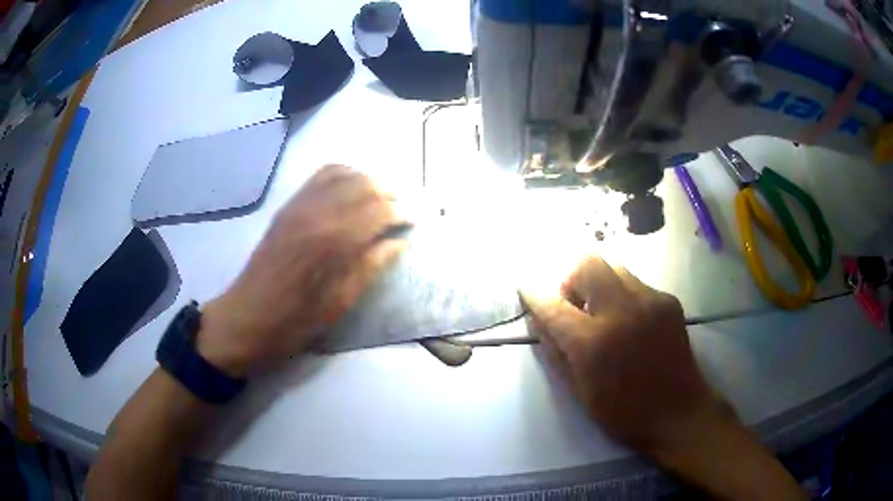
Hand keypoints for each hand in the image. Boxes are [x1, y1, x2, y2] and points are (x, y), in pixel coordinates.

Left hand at [198, 165, 406, 376]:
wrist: (246, 318)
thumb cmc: (295, 322)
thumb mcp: (340, 302)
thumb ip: (371, 265)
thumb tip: (399, 242)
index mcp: (333, 240)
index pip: (380, 209)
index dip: (404, 211)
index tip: (420, 218)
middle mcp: (317, 211)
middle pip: (365, 184)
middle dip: (393, 191)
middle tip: (407, 207)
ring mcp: (299, 204)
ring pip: (344, 173)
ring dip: (370, 180)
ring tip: (385, 197)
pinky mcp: (288, 206)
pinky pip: (320, 176)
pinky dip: (344, 175)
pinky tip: (353, 190)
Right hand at [520, 256, 729, 454]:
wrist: (679, 412)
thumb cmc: (624, 413)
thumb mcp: (579, 392)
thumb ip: (556, 352)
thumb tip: (540, 321)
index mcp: (594, 343)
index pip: (554, 306)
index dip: (534, 294)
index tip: (526, 287)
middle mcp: (622, 311)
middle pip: (589, 263)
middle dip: (573, 278)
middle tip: (574, 304)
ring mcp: (650, 301)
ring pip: (615, 268)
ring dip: (599, 284)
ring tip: (603, 312)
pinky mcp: (669, 301)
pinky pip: (636, 283)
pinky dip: (623, 295)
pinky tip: (630, 322)